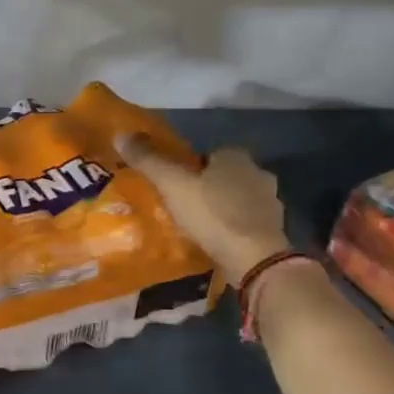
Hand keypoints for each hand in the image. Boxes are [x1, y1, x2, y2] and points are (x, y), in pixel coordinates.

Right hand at [115, 135, 289, 282]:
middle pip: (226, 176)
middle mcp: (259, 174)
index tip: (175, 183)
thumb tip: (121, 134)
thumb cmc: (212, 214)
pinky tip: (217, 241)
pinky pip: (246, 223)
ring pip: (238, 200)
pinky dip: (233, 229)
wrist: (253, 258)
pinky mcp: (273, 231)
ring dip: (222, 209)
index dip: (191, 166)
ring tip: (198, 226)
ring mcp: (270, 204)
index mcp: (237, 157)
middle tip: (183, 205)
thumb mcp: (173, 185)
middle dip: (208, 187)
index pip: (211, 153)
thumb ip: (149, 160)